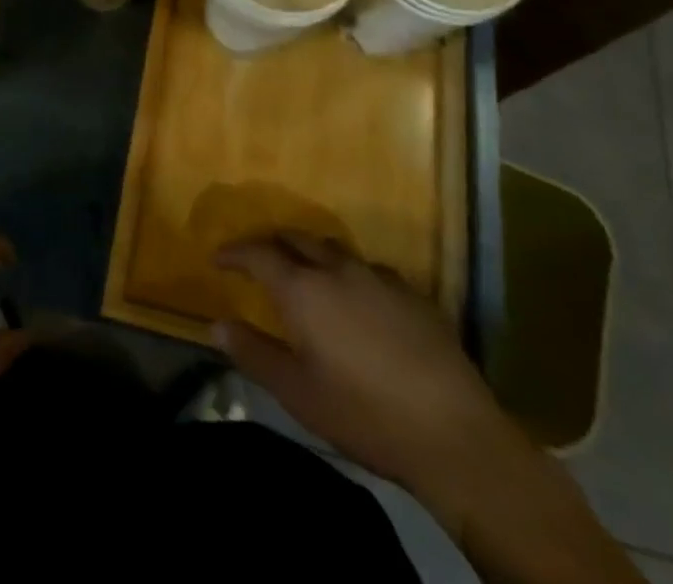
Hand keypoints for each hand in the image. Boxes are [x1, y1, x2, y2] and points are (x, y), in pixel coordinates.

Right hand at [216, 234, 523, 527]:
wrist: (455, 435)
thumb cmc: (364, 414)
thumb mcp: (297, 393)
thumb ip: (254, 353)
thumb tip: (217, 324)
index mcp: (304, 289)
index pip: (258, 253)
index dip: (234, 252)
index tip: (218, 258)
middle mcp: (338, 269)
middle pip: (296, 238)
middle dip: (272, 243)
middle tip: (258, 260)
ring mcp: (380, 277)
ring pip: (334, 248)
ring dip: (312, 253)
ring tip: (307, 273)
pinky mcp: (414, 294)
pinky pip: (371, 269)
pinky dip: (351, 274)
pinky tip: (359, 299)